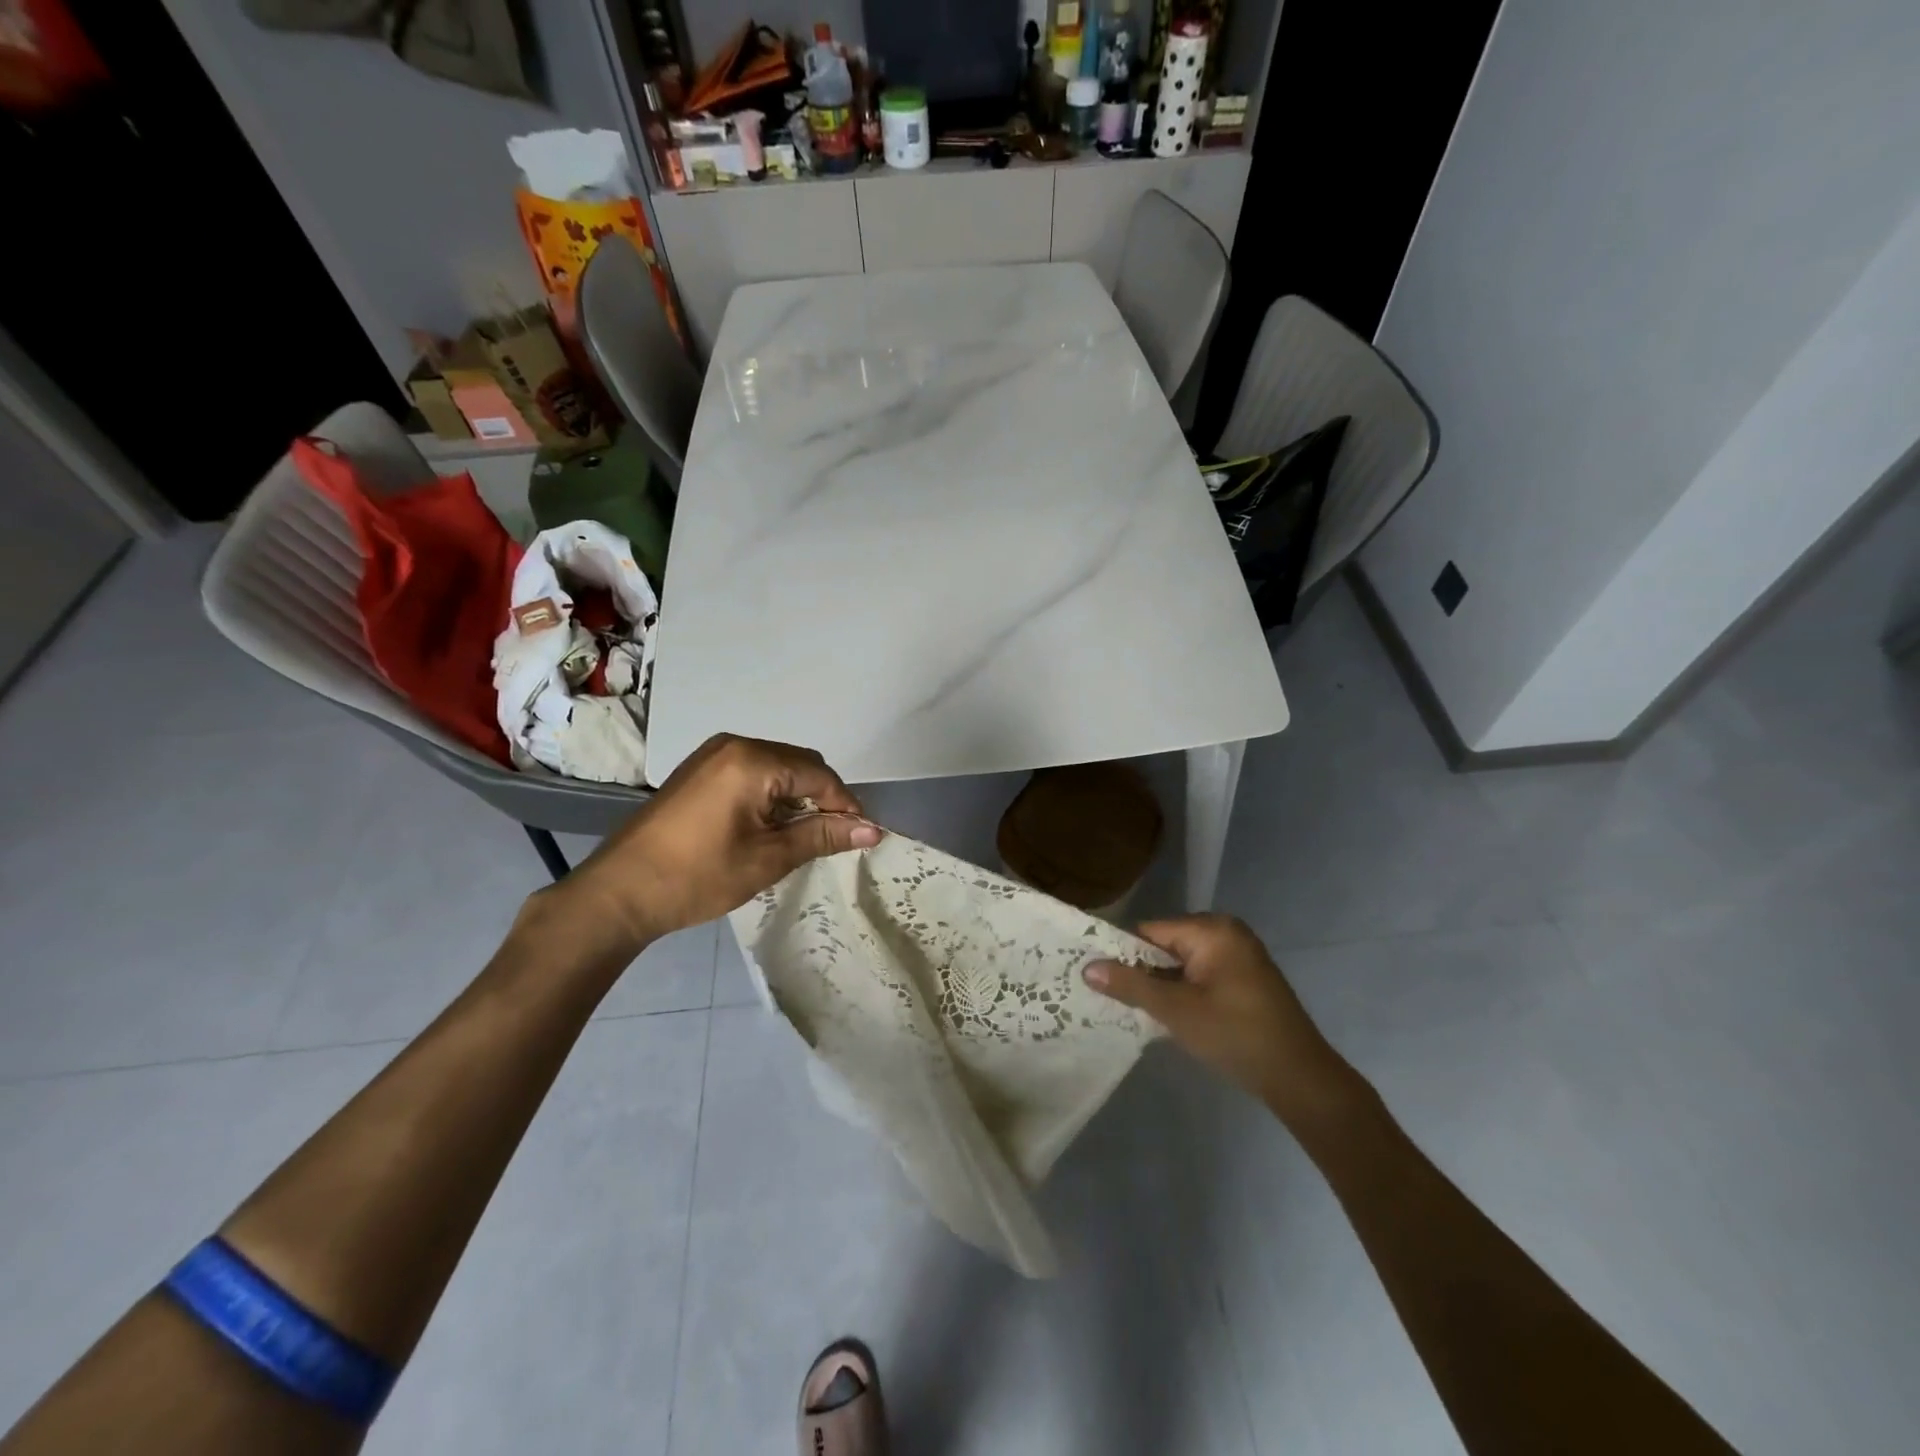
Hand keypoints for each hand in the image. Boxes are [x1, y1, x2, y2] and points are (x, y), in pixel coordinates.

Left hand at [553, 734, 879, 950]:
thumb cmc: (698, 876)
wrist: (619, 893)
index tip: (863, 836)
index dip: (845, 805)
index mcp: (752, 760)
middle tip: (832, 839)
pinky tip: (768, 827)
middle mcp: (734, 745)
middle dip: (822, 799)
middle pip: (800, 764)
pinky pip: (752, 772)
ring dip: (796, 798)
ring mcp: (712, 755)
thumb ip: (822, 836)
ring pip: (777, 768)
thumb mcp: (768, 859)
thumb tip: (873, 830)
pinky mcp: (699, 770)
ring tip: (801, 837)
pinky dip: (771, 795)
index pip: (819, 775)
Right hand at [1085, 915, 1356, 1123]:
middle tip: (1113, 999)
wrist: (1300, 1078)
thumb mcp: (1176, 1010)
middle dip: (1142, 972)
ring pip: (1181, 964)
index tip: (1098, 979)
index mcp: (1212, 929)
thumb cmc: (1235, 1035)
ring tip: (1133, 1009)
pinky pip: (1200, 976)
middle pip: (1165, 946)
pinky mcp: (1245, 980)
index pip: (1150, 932)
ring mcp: (1239, 956)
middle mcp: (1226, 933)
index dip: (1123, 954)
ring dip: (1161, 986)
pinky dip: (1183, 993)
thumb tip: (1087, 966)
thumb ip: (1131, 984)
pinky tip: (1167, 1017)